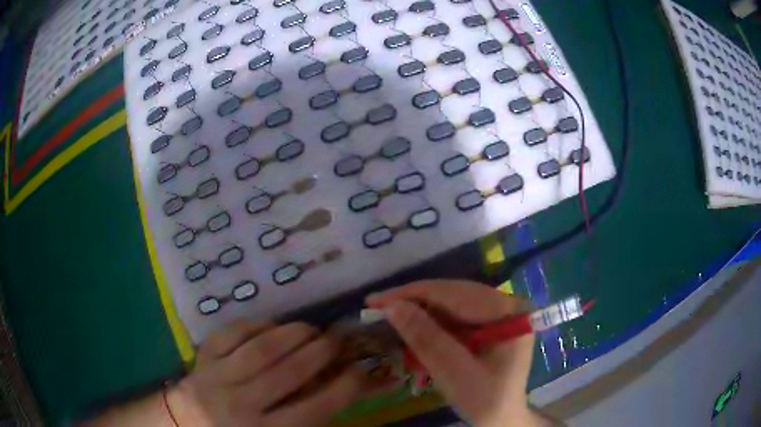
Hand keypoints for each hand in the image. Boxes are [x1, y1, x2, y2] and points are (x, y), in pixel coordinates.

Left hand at [169, 321, 363, 426]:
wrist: (188, 422)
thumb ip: (305, 419)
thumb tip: (338, 389)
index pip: (314, 409)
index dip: (344, 387)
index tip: (360, 369)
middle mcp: (241, 405)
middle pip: (288, 374)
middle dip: (320, 352)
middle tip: (336, 341)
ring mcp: (218, 378)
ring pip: (260, 349)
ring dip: (292, 334)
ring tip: (310, 329)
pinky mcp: (203, 357)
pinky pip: (232, 334)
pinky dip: (256, 325)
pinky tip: (271, 326)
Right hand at [367, 280, 549, 426]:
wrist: (502, 418)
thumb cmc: (485, 400)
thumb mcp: (454, 373)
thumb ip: (427, 339)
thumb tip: (392, 306)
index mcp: (508, 312)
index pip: (455, 293)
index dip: (412, 295)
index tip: (374, 302)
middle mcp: (506, 305)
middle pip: (453, 294)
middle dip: (413, 302)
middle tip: (376, 308)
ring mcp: (499, 314)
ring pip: (452, 303)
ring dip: (419, 311)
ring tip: (389, 316)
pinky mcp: (490, 324)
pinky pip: (456, 316)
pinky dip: (431, 323)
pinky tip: (412, 328)